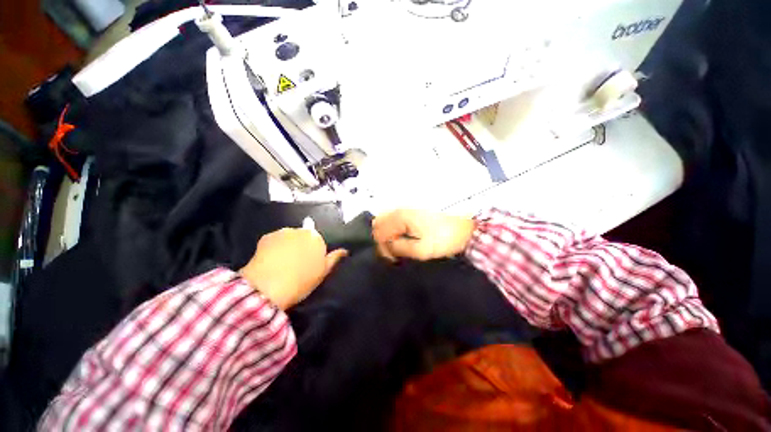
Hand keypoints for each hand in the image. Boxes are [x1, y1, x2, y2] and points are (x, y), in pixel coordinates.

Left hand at [240, 227, 347, 309]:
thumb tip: (344, 251)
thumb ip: (334, 258)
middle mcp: (301, 231)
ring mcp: (282, 232)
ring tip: (280, 262)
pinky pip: (274, 241)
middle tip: (295, 264)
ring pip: (288, 237)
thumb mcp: (322, 272)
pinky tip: (269, 261)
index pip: (317, 241)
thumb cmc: (301, 281)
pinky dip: (273, 247)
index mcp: (317, 238)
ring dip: (287, 245)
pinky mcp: (265, 237)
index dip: (313, 253)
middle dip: (300, 246)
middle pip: (303, 237)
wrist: (268, 287)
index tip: (308, 264)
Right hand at [373, 209, 474, 260]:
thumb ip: (400, 248)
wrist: (464, 229)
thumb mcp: (422, 250)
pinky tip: (402, 239)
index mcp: (401, 217)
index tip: (393, 258)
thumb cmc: (444, 239)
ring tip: (398, 247)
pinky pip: (394, 219)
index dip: (383, 248)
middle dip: (382, 240)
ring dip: (387, 234)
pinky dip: (393, 230)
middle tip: (393, 253)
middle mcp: (401, 209)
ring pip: (385, 221)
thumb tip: (387, 246)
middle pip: (378, 224)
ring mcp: (406, 209)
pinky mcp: (412, 212)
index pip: (379, 232)